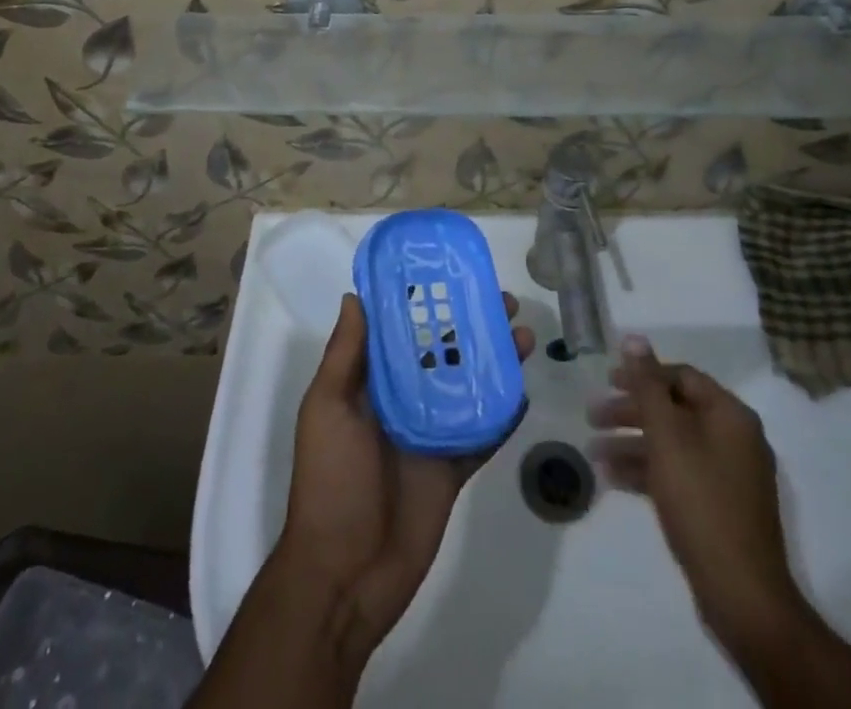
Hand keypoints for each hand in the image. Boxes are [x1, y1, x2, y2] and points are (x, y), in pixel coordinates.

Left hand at [275, 293, 535, 661]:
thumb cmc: (330, 481)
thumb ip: (346, 355)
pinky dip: (502, 414)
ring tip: (523, 335)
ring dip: (494, 362)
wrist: (343, 575)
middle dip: (471, 326)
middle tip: (504, 301)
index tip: (452, 274)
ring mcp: (431, 434)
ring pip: (469, 387)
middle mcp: (403, 401)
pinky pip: (483, 435)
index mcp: (371, 383)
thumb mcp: (327, 409)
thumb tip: (355, 295)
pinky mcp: (453, 468)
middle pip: (443, 353)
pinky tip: (523, 390)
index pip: (402, 332)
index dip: (426, 303)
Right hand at [590, 336, 798, 638]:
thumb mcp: (667, 435)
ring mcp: (729, 475)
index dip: (642, 374)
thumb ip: (647, 384)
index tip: (607, 380)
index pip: (681, 376)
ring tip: (593, 452)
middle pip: (674, 409)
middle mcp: (734, 438)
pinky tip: (613, 479)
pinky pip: (678, 473)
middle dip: (631, 411)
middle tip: (592, 415)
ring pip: (673, 444)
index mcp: (730, 414)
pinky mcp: (720, 507)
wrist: (742, 594)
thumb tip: (634, 337)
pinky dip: (647, 471)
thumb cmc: (701, 500)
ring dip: (632, 442)